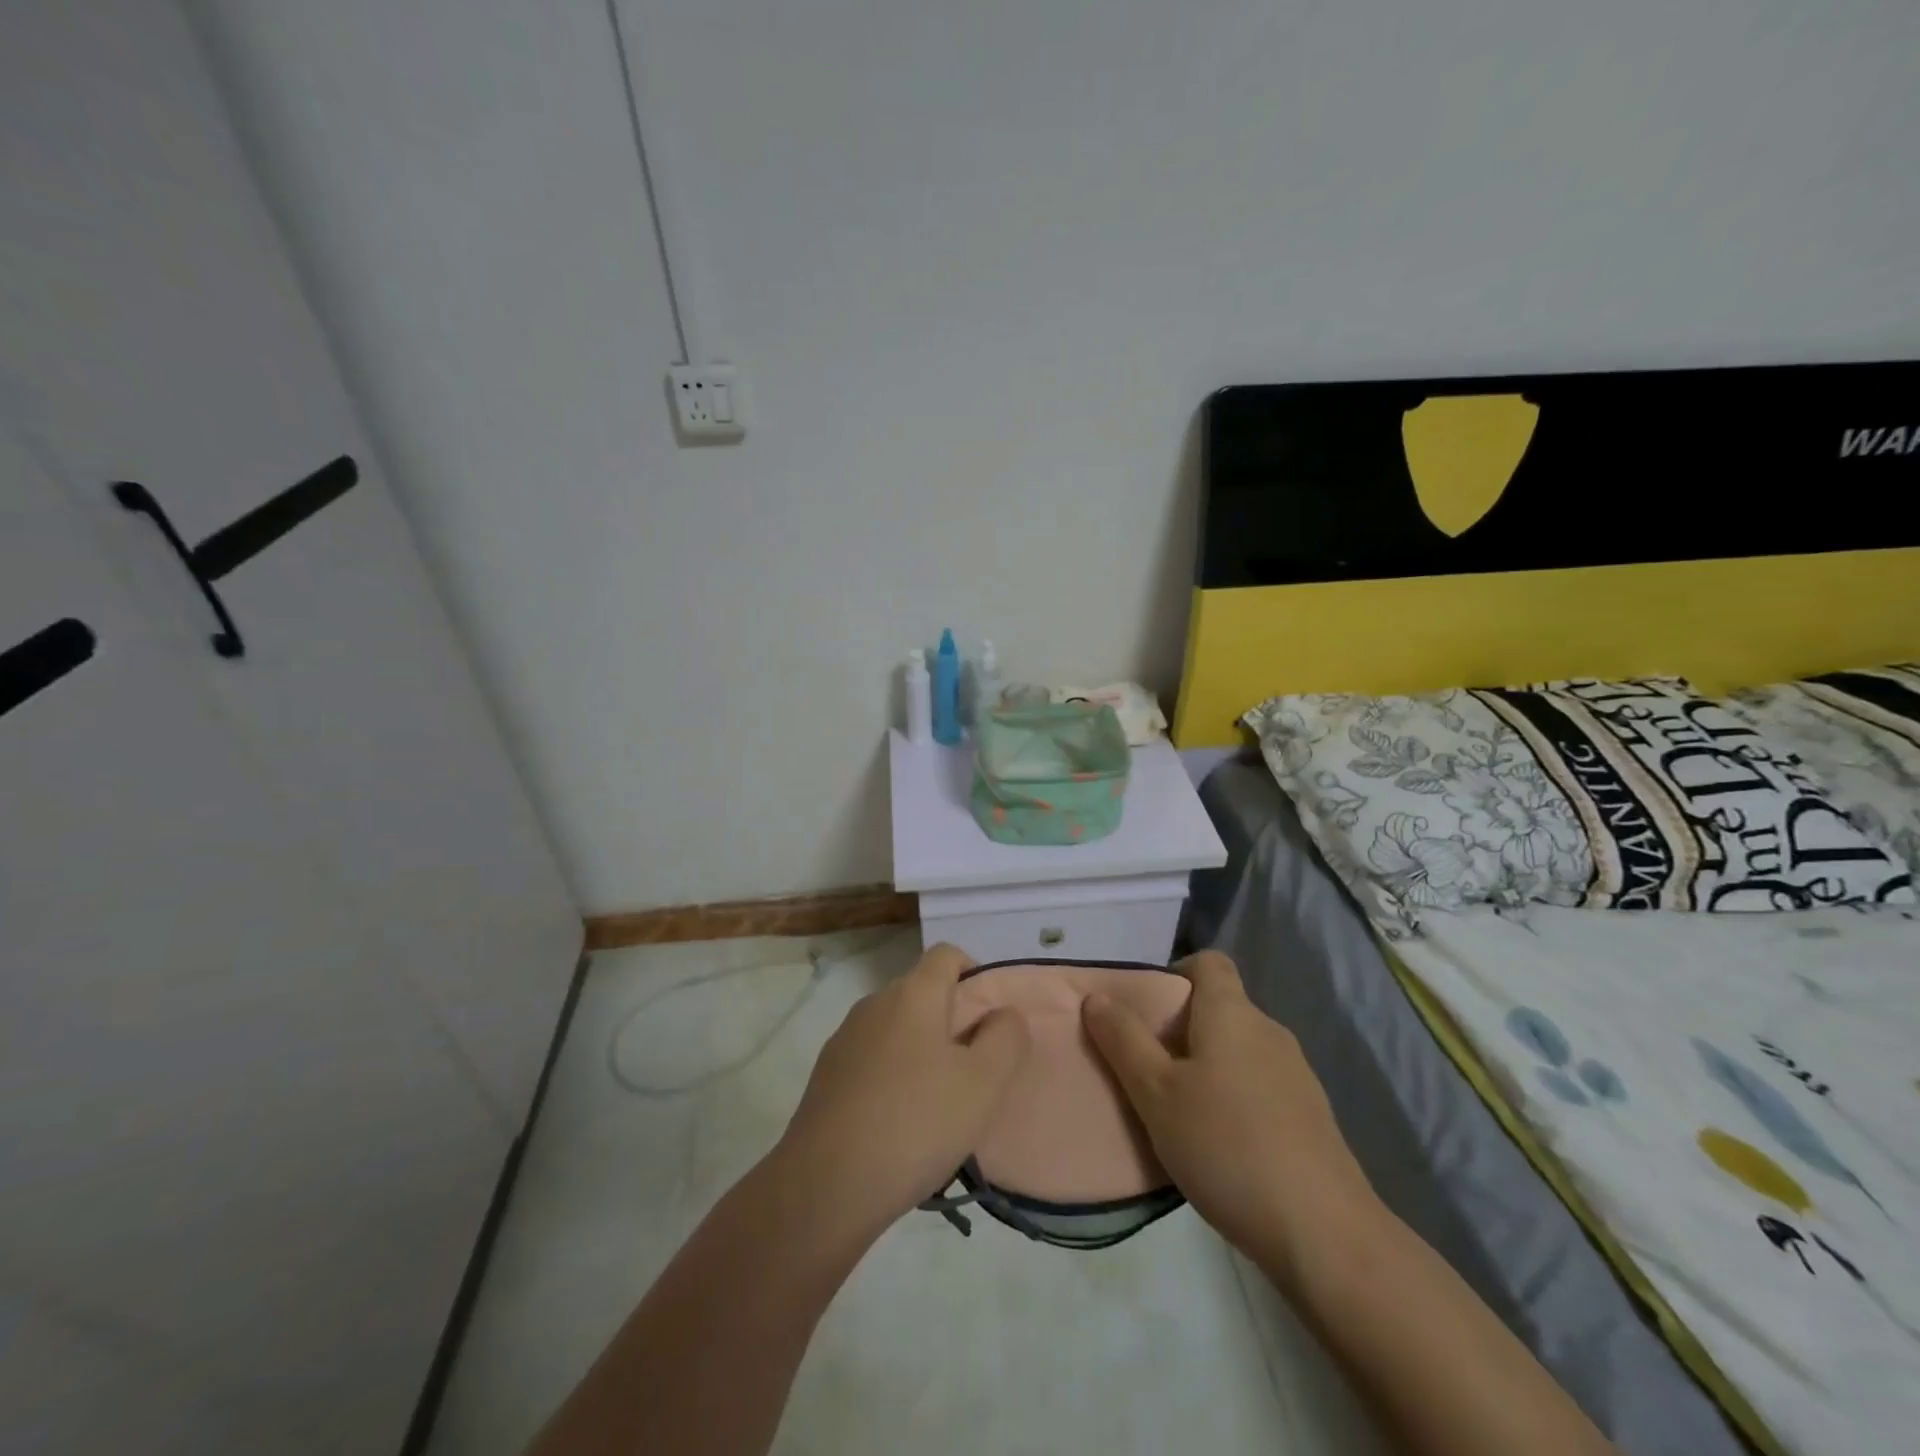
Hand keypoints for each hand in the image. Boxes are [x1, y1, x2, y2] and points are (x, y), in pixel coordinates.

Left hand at [778, 943, 1029, 1236]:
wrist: (825, 1185)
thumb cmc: (916, 1123)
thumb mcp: (983, 1083)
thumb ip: (1006, 1038)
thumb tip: (1002, 1014)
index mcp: (912, 993)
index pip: (947, 955)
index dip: (974, 974)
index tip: (990, 1020)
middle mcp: (874, 1003)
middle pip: (922, 992)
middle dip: (952, 1021)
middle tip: (973, 1071)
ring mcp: (845, 1039)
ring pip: (897, 1029)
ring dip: (922, 1052)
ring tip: (939, 1105)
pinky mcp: (826, 1075)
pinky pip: (873, 1059)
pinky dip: (893, 1075)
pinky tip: (900, 1123)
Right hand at [1082, 950, 1374, 1280]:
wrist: (1323, 1233)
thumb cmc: (1226, 1146)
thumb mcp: (1156, 1093)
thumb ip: (1123, 1040)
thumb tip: (1097, 997)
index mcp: (1232, 1014)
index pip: (1208, 962)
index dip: (1175, 973)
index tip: (1147, 1010)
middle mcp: (1269, 1031)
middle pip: (1220, 1008)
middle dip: (1181, 1029)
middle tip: (1147, 1067)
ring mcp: (1296, 1075)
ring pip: (1239, 1050)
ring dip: (1207, 1067)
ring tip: (1177, 1111)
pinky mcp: (1311, 1117)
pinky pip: (1260, 1086)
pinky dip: (1234, 1098)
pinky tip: (1219, 1145)